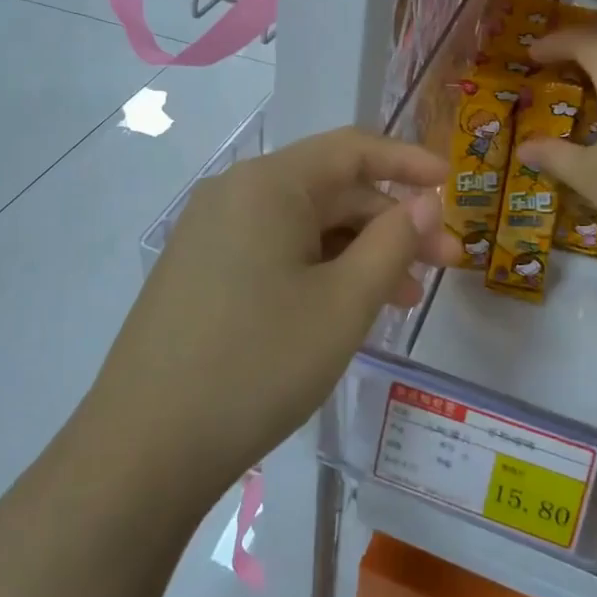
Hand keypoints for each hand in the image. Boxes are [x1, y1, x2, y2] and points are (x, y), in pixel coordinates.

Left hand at [85, 128, 456, 498]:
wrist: (145, 447)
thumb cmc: (257, 365)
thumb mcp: (343, 304)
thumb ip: (392, 243)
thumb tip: (424, 201)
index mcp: (267, 184)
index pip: (351, 149)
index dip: (407, 161)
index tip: (452, 185)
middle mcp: (234, 194)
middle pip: (329, 190)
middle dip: (389, 223)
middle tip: (441, 267)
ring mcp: (210, 234)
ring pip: (303, 226)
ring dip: (357, 253)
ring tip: (400, 300)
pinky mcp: (200, 271)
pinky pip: (273, 252)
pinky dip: (318, 270)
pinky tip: (344, 310)